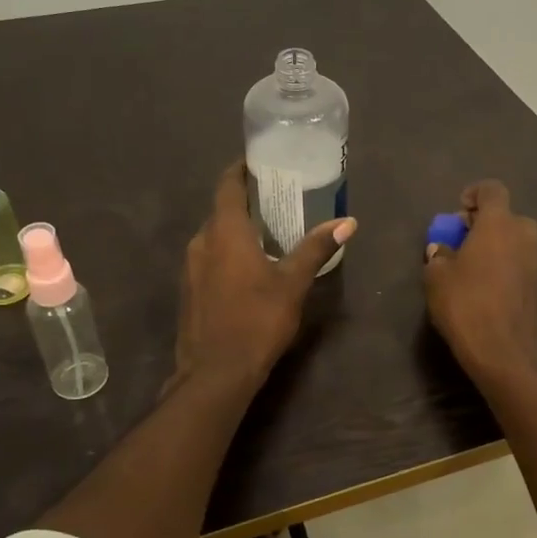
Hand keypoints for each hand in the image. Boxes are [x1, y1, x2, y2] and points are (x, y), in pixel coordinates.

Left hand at [167, 163, 356, 396]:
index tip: (258, 163)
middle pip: (221, 211)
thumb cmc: (257, 321)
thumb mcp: (293, 284)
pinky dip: (226, 254)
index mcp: (224, 232)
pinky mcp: (189, 291)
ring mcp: (190, 269)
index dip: (240, 171)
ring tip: (267, 234)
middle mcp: (201, 242)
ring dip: (235, 231)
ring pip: (213, 237)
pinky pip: (208, 259)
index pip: (227, 186)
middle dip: (245, 203)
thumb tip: (347, 222)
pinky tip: (248, 269)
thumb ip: (316, 249)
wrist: (215, 373)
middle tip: (275, 200)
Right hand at [423, 180, 536, 389]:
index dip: (474, 194)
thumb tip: (443, 250)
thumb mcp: (437, 278)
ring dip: (494, 245)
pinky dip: (503, 265)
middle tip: (460, 241)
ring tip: (469, 267)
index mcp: (499, 224)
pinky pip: (519, 262)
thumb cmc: (466, 305)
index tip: (458, 211)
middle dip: (483, 223)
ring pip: (514, 240)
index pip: (492, 190)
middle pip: (505, 216)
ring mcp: (536, 261)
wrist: (505, 352)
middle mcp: (524, 235)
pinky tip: (484, 287)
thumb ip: (439, 256)